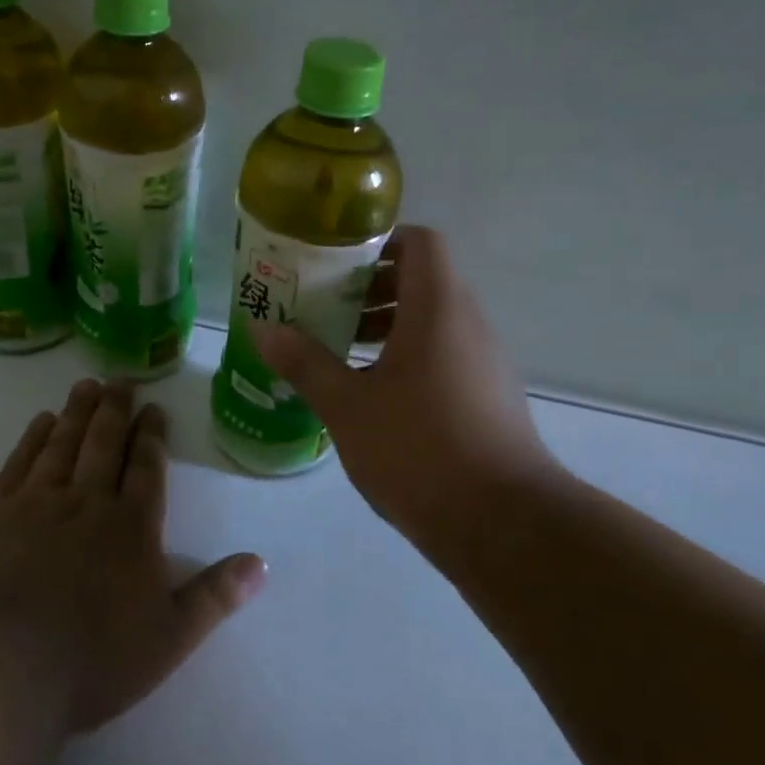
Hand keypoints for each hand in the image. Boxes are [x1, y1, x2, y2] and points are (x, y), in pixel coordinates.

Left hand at [0, 379, 265, 733]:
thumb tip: (260, 564)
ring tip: (87, 385)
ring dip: (78, 412)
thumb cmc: (92, 658)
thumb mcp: (169, 637)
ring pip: (63, 444)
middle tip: (121, 378)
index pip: (146, 469)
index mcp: (131, 527)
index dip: (152, 436)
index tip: (154, 408)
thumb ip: (214, 596)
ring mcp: (36, 503)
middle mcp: (86, 502)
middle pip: (104, 444)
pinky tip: (40, 423)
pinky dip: (32, 438)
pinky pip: (19, 463)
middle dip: (116, 410)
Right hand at [254, 226, 557, 542]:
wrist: (502, 523)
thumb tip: (262, 330)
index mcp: (438, 308)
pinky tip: (373, 395)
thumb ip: (304, 363)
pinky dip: (409, 357)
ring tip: (340, 351)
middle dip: (372, 289)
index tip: (337, 263)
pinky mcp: (489, 396)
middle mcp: (469, 323)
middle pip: (423, 280)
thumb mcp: (348, 406)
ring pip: (433, 321)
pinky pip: (445, 355)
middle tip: (326, 307)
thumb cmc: (419, 449)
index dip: (380, 241)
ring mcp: (485, 361)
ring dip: (388, 326)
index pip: (420, 242)